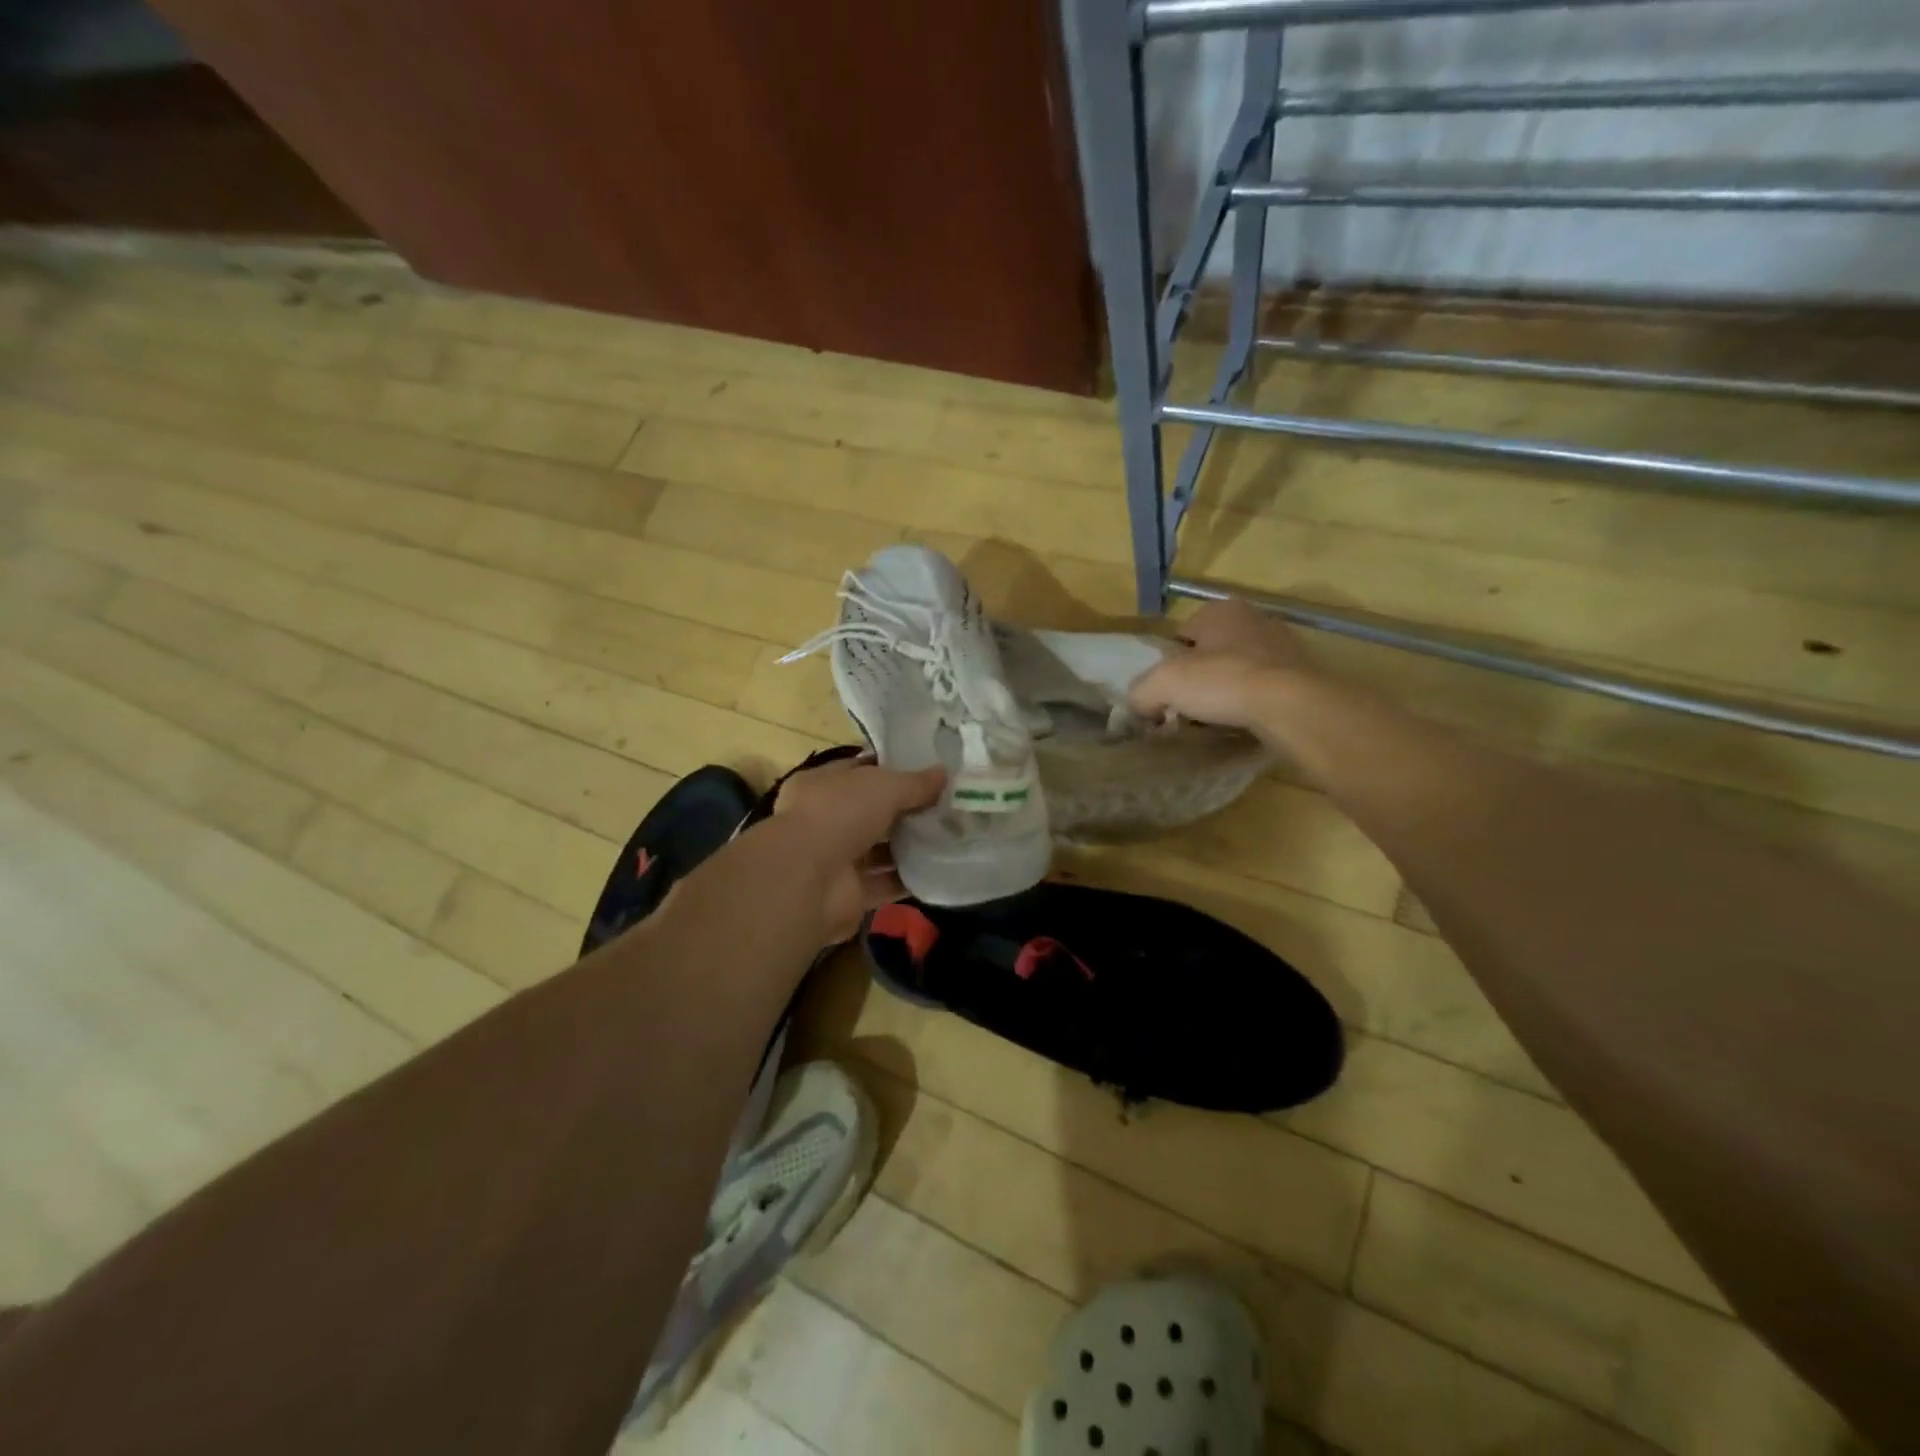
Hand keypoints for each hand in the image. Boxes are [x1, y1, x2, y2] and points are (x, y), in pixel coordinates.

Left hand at [771, 755, 945, 944]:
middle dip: (906, 810)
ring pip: (879, 850)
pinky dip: (908, 880)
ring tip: (951, 837)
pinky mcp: (849, 895)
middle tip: (947, 806)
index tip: (927, 770)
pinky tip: (940, 871)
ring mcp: (835, 860)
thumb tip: (944, 773)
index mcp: (821, 785)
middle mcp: (824, 821)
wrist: (809, 880)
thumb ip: (915, 782)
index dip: (891, 769)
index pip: (859, 771)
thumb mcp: (883, 786)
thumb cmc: (839, 814)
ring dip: (910, 846)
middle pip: (872, 813)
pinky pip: (885, 884)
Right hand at [1129, 599, 1313, 733]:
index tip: (1165, 693)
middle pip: (1211, 654)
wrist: (1293, 707)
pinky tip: (1243, 725)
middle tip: (1187, 710)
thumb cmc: (1223, 682)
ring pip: (1239, 673)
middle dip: (1199, 679)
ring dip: (1226, 694)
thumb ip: (1140, 692)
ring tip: (1214, 722)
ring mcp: (1284, 648)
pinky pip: (1264, 692)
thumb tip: (1139, 707)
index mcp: (1220, 611)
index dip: (1168, 664)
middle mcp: (1255, 620)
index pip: (1181, 634)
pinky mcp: (1304, 677)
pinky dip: (1252, 707)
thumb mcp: (1162, 684)